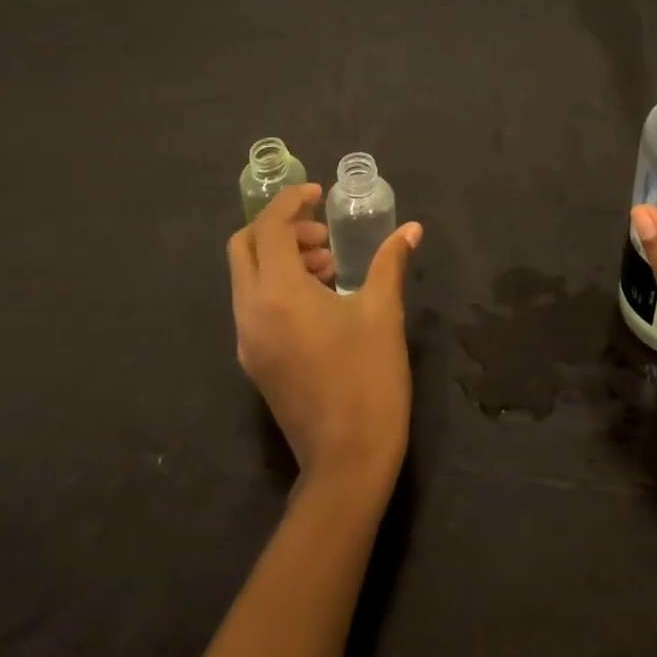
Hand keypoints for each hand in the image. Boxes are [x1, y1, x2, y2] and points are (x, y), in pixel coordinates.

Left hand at [228, 185, 422, 491]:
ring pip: (247, 276)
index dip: (291, 202)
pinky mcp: (253, 360)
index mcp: (278, 294)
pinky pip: (254, 303)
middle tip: (323, 234)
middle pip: (244, 247)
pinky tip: (320, 297)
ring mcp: (247, 340)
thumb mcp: (383, 312)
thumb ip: (391, 261)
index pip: (268, 228)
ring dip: (280, 256)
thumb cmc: (368, 379)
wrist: (347, 462)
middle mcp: (251, 312)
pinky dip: (277, 283)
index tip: (319, 194)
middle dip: (279, 227)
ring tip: (329, 266)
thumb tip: (411, 228)